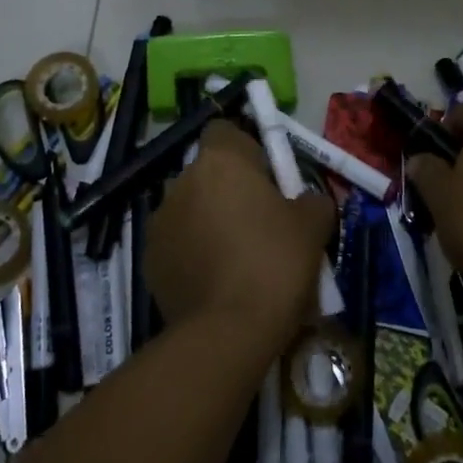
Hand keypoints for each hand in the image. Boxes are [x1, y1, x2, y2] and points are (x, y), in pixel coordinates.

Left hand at [146, 121, 335, 355]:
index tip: (267, 177)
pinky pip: (178, 243)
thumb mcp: (314, 225)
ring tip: (238, 259)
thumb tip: (304, 201)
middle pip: (209, 172)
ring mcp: (160, 221)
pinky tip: (218, 283)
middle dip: (230, 190)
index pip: (224, 130)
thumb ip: (310, 199)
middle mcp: (182, 181)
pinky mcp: (149, 259)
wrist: (228, 333)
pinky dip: (194, 253)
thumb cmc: (275, 263)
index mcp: (220, 161)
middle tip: (260, 223)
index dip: (247, 148)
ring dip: (210, 221)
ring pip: (191, 208)